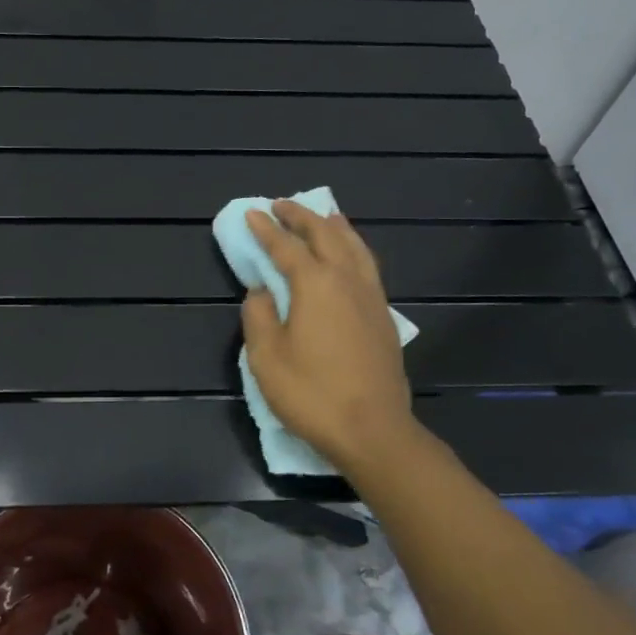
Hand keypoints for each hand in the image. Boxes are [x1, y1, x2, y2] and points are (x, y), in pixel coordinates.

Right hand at [240, 202, 416, 471]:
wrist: (373, 430)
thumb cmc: (312, 393)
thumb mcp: (266, 357)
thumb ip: (258, 316)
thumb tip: (262, 292)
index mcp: (315, 284)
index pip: (286, 247)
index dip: (266, 229)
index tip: (252, 213)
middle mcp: (346, 280)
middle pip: (325, 235)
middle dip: (301, 216)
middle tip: (282, 205)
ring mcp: (370, 296)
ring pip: (354, 246)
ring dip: (334, 226)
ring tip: (323, 215)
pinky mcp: (383, 315)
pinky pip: (367, 265)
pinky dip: (354, 247)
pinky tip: (350, 254)